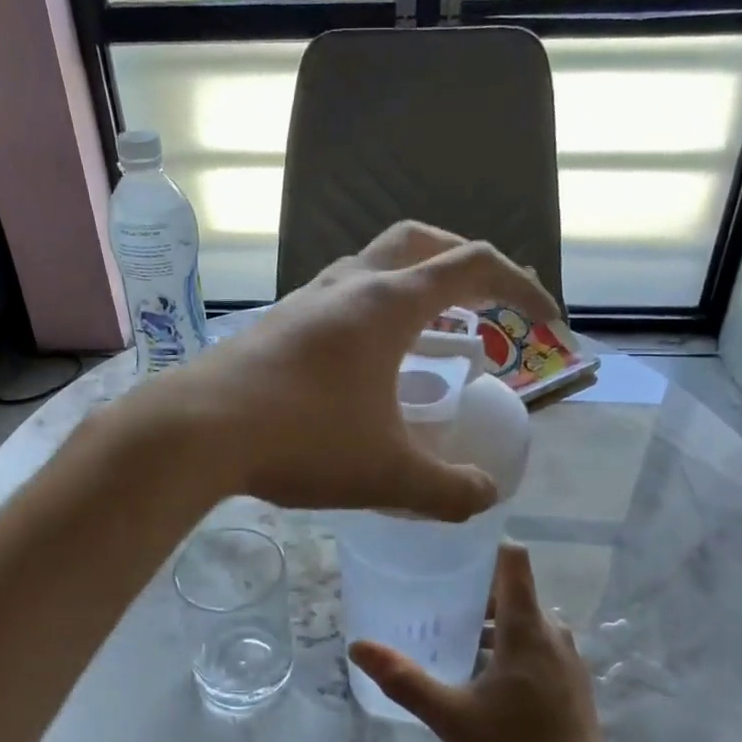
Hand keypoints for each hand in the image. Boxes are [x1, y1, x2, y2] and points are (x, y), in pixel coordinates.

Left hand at [161, 221, 558, 520]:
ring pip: (373, 269)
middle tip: (487, 304)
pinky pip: (339, 301)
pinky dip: (372, 316)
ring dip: (412, 289)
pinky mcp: (275, 325)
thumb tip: (485, 497)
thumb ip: (448, 489)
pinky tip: (366, 366)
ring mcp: (305, 300)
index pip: (475, 267)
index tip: (547, 322)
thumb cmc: (301, 440)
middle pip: (421, 244)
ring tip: (432, 337)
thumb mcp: (388, 473)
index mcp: (389, 303)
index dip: (523, 288)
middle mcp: (349, 285)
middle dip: (464, 265)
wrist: (194, 432)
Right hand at [350, 543, 621, 741]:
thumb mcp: (451, 717)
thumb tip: (358, 646)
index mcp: (527, 629)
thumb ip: (404, 680)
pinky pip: (536, 642)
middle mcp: (553, 633)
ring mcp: (567, 657)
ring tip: (449, 634)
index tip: (448, 548)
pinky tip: (480, 672)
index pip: (513, 560)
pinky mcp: (571, 680)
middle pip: (513, 590)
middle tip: (432, 596)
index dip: (484, 545)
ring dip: (489, 620)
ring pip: (524, 619)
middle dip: (474, 589)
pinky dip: (507, 642)